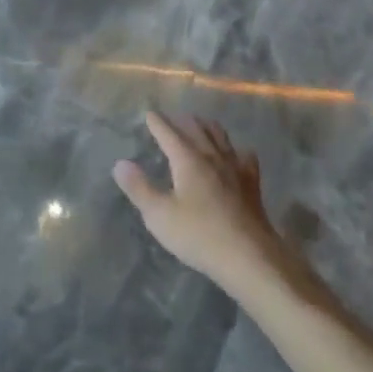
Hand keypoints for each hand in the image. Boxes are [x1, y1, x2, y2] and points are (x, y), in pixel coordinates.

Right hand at [114, 112, 294, 293]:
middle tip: (173, 119)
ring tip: (201, 125)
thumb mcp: (160, 216)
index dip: (158, 123)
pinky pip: (244, 156)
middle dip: (182, 121)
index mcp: (188, 159)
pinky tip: (236, 155)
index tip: (150, 114)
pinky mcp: (252, 184)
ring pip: (220, 137)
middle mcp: (212, 156)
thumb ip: (139, 188)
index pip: (169, 133)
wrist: (250, 257)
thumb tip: (120, 163)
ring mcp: (235, 168)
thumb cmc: (199, 235)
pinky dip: (235, 150)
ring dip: (207, 127)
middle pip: (196, 129)